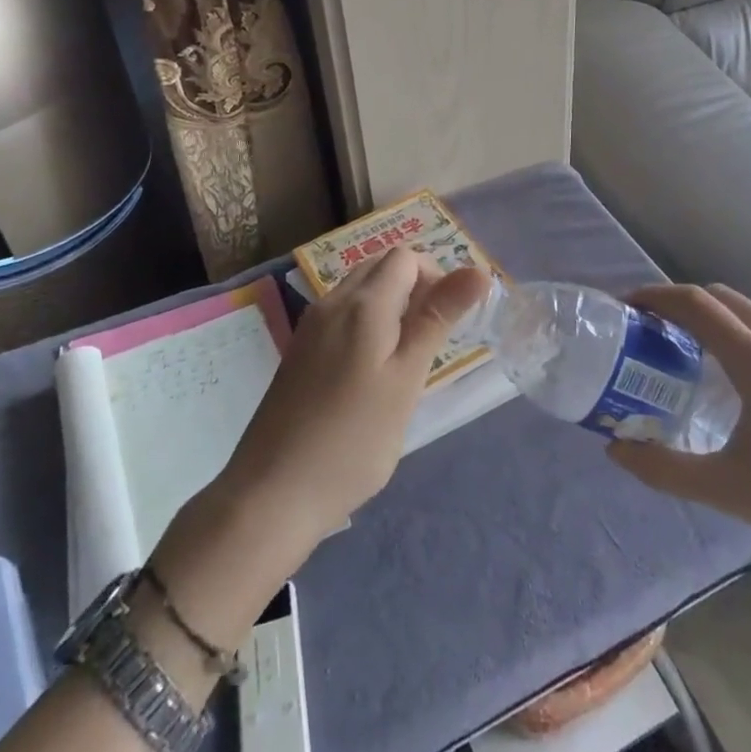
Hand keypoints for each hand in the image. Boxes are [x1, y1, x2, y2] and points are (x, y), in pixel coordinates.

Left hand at [215, 248, 489, 553]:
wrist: (272, 494)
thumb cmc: (353, 440)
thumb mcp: (407, 378)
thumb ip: (438, 318)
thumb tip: (478, 270)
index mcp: (362, 304)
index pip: (405, 258)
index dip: (435, 276)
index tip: (449, 321)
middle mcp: (332, 303)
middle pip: (380, 267)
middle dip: (414, 287)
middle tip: (433, 339)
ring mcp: (310, 328)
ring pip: (360, 291)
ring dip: (391, 306)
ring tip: (407, 358)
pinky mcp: (299, 352)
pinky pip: (341, 316)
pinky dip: (367, 324)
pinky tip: (372, 372)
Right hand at [606, 283, 750, 578]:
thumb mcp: (724, 489)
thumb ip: (662, 468)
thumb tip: (614, 448)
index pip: (698, 305)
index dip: (658, 296)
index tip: (631, 305)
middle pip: (726, 299)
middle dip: (686, 303)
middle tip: (658, 328)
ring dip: (724, 325)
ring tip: (705, 359)